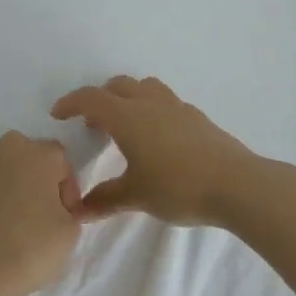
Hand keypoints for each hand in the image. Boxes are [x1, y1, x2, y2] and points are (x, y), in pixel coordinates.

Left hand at [0, 131, 81, 295]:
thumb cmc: (35, 248)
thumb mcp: (71, 231)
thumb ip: (68, 207)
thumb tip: (55, 206)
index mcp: (38, 155)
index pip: (60, 158)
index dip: (66, 186)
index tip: (66, 214)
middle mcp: (4, 150)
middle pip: (24, 151)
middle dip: (33, 174)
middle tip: (39, 209)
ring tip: (6, 211)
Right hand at [51, 76, 263, 225]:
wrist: (237, 184)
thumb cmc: (178, 187)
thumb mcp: (136, 196)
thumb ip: (105, 199)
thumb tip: (78, 209)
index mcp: (127, 116)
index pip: (91, 99)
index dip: (71, 103)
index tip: (58, 114)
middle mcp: (148, 103)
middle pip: (117, 86)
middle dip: (99, 98)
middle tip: (92, 123)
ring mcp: (176, 106)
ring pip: (144, 87)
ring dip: (127, 97)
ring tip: (125, 124)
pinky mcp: (196, 116)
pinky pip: (164, 101)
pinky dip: (151, 108)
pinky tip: (157, 136)